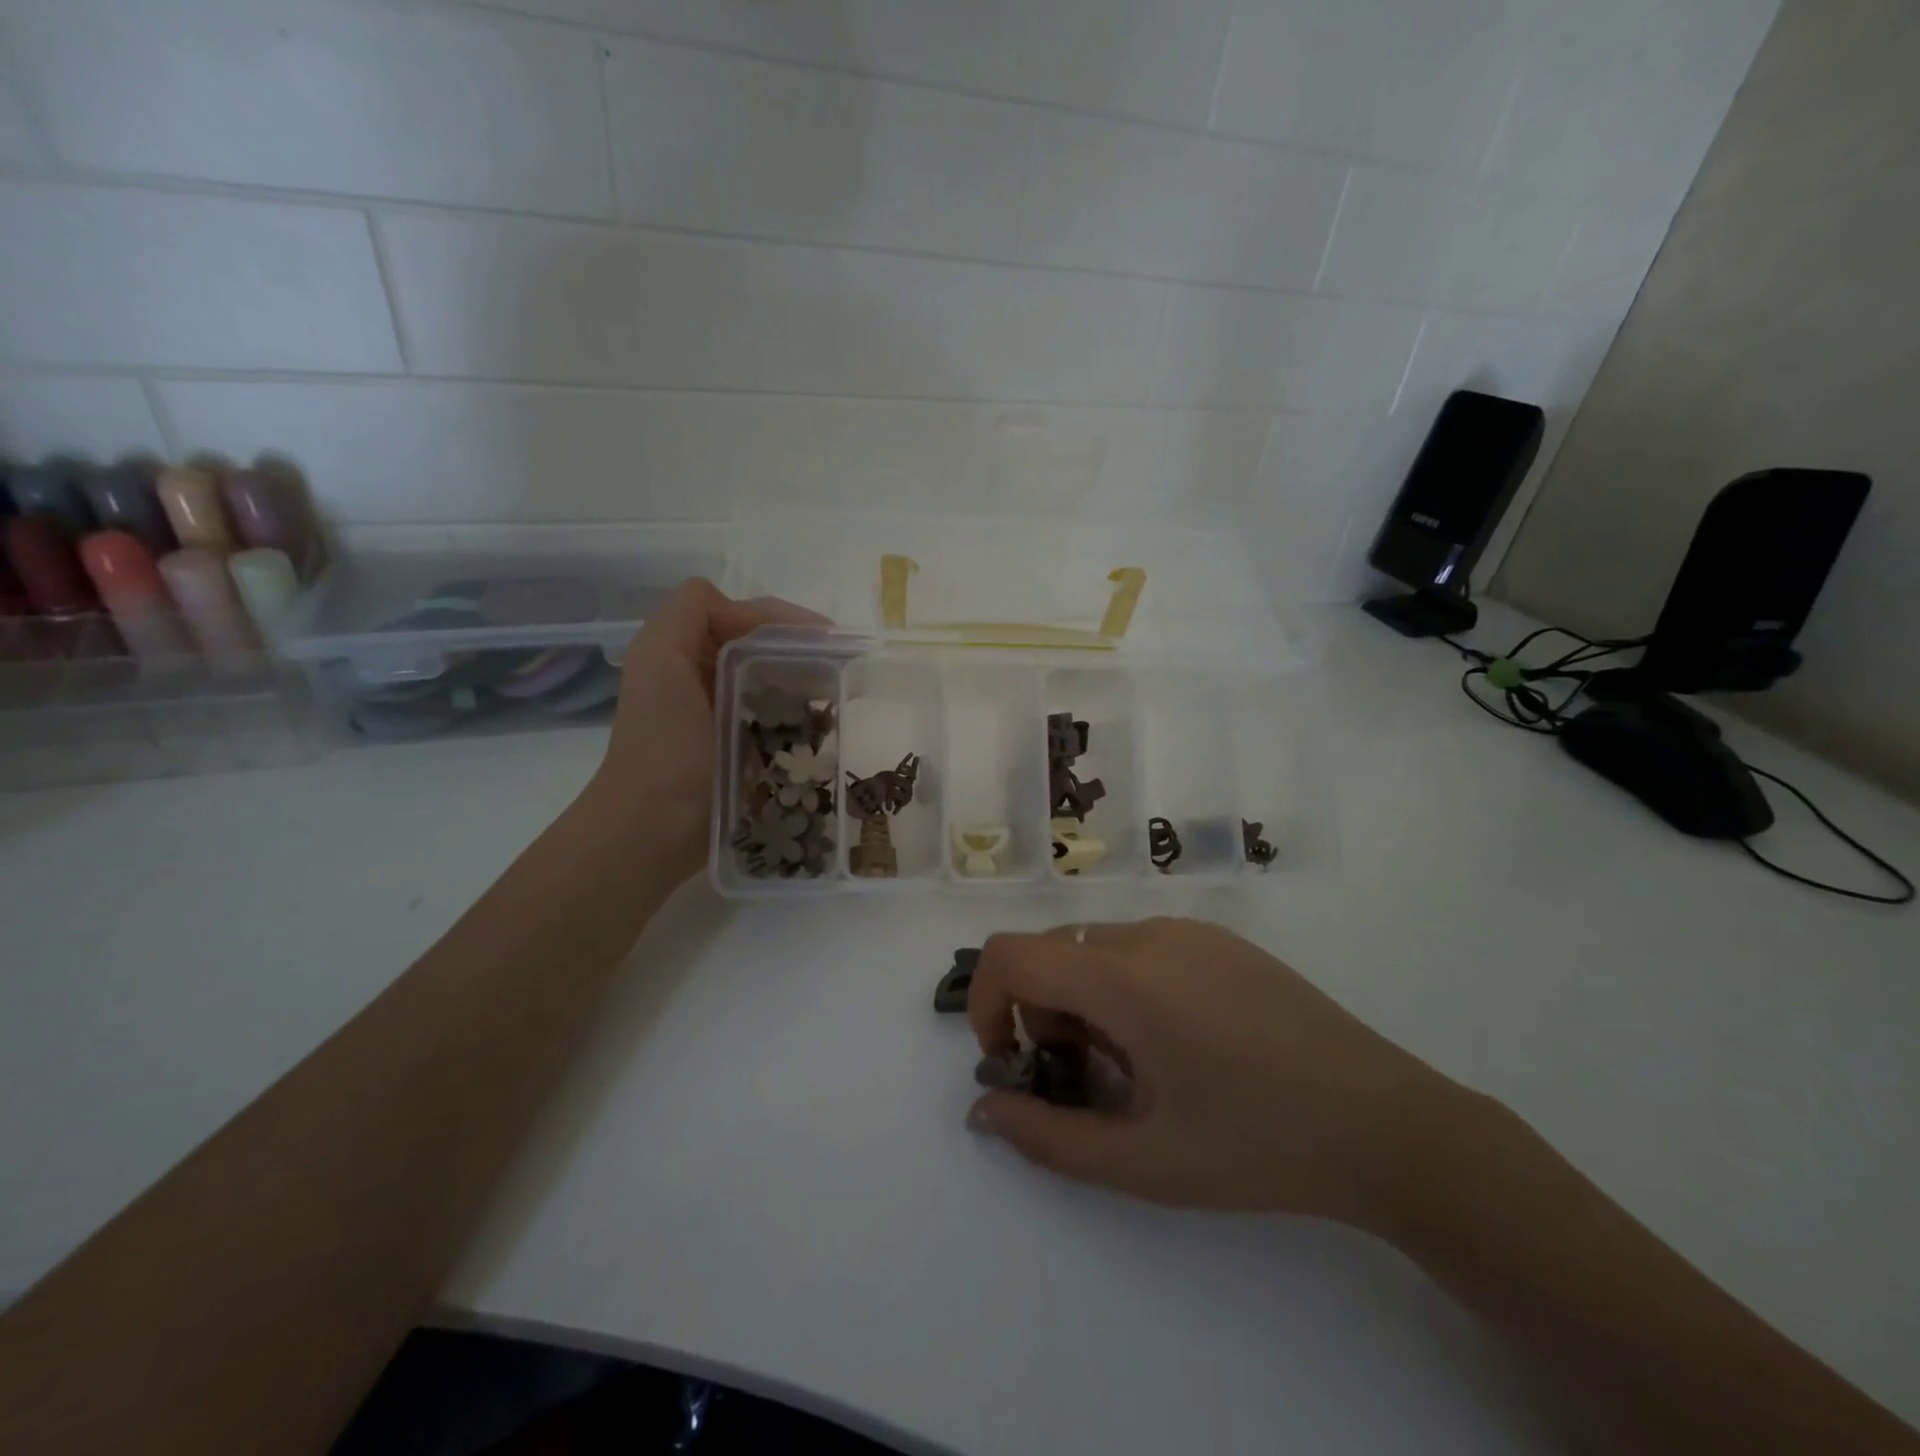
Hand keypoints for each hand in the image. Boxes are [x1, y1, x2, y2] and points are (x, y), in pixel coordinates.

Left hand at [584, 578, 820, 882]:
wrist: (654, 829)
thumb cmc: (664, 746)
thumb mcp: (660, 659)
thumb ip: (690, 612)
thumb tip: (752, 619)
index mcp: (681, 650)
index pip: (742, 614)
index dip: (784, 620)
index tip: (828, 642)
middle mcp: (702, 677)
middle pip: (762, 646)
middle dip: (801, 650)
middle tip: (841, 669)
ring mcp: (722, 716)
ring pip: (773, 680)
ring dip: (805, 681)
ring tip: (837, 695)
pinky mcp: (740, 750)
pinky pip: (776, 718)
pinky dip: (799, 715)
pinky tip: (821, 725)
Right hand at [966, 918, 1464, 1227]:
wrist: (1386, 1123)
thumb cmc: (1258, 1145)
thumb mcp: (1144, 1162)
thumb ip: (1048, 1138)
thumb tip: (983, 1110)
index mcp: (1124, 978)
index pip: (1011, 954)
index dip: (987, 1003)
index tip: (1013, 1061)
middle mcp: (1149, 934)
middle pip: (1052, 952)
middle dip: (1041, 1013)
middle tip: (1084, 1080)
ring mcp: (1190, 930)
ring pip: (1095, 948)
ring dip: (1084, 1000)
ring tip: (1137, 1067)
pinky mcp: (1221, 939)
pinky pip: (1141, 946)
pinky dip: (1123, 985)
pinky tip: (1179, 1042)